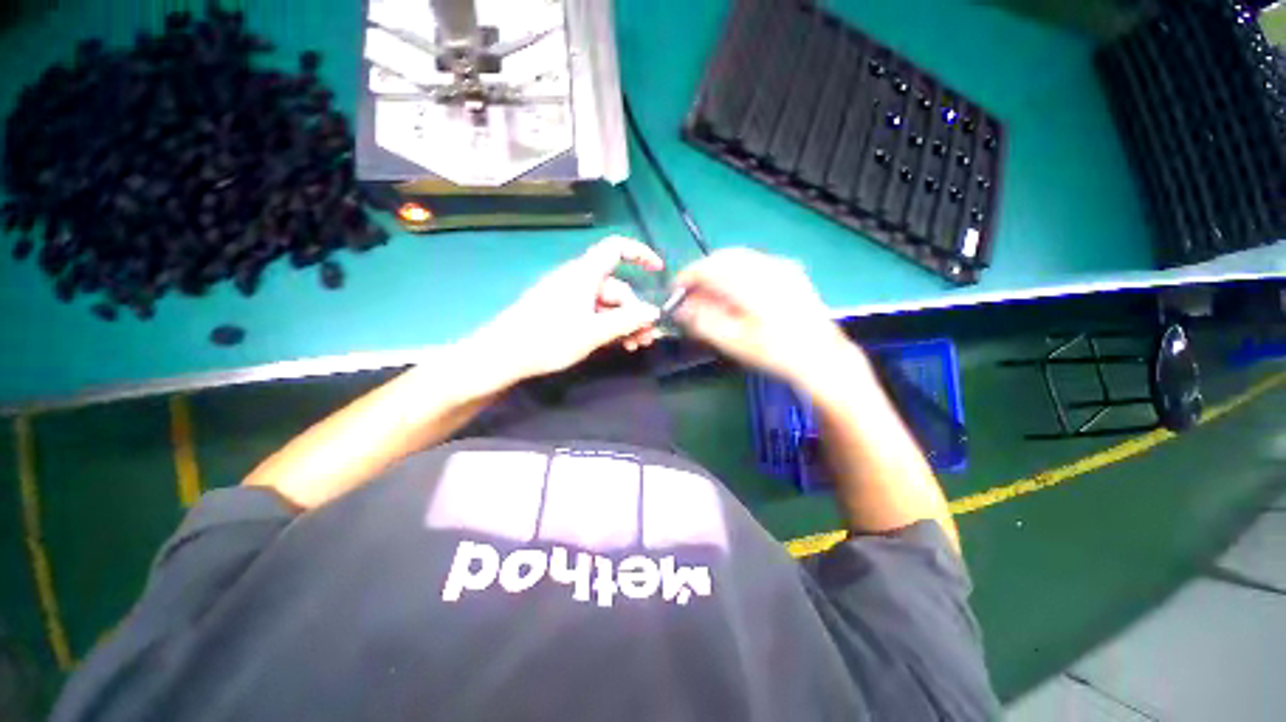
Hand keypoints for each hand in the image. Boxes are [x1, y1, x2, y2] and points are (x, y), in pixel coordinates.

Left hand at [470, 236, 663, 381]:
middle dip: (635, 311)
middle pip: (616, 287)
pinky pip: (593, 313)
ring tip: (634, 346)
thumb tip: (654, 312)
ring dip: (623, 323)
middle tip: (646, 338)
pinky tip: (614, 344)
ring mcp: (569, 296)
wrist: (504, 355)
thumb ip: (627, 321)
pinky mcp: (562, 311)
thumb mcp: (594, 332)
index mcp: (585, 274)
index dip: (640, 254)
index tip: (658, 271)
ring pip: (606, 304)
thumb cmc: (549, 338)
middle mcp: (578, 280)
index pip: (616, 248)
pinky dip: (607, 326)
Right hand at [673, 248, 852, 383]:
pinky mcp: (790, 271)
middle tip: (691, 292)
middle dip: (702, 271)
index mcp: (750, 284)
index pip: (709, 268)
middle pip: (723, 257)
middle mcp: (766, 267)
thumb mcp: (734, 342)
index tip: (676, 290)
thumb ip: (703, 321)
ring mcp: (781, 267)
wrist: (821, 356)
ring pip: (739, 257)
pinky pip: (754, 261)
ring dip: (719, 269)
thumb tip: (680, 307)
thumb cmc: (775, 353)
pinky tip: (735, 289)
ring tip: (710, 292)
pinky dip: (736, 270)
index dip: (687, 276)